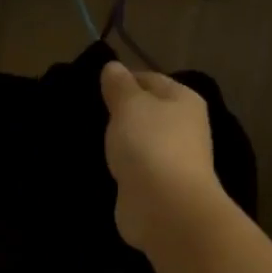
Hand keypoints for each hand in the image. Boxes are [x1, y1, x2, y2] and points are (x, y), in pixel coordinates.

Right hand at [99, 62, 224, 255]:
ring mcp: (172, 157)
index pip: (150, 79)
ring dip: (120, 139)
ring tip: (90, 137)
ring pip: (140, 139)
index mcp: (183, 100)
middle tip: (88, 112)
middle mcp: (184, 126)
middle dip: (120, 111)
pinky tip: (102, 163)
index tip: (92, 87)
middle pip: (147, 110)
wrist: (164, 205)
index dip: (122, 79)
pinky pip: (135, 165)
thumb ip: (119, 86)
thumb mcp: (129, 105)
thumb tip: (113, 67)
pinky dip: (121, 163)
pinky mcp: (158, 184)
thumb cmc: (149, 145)